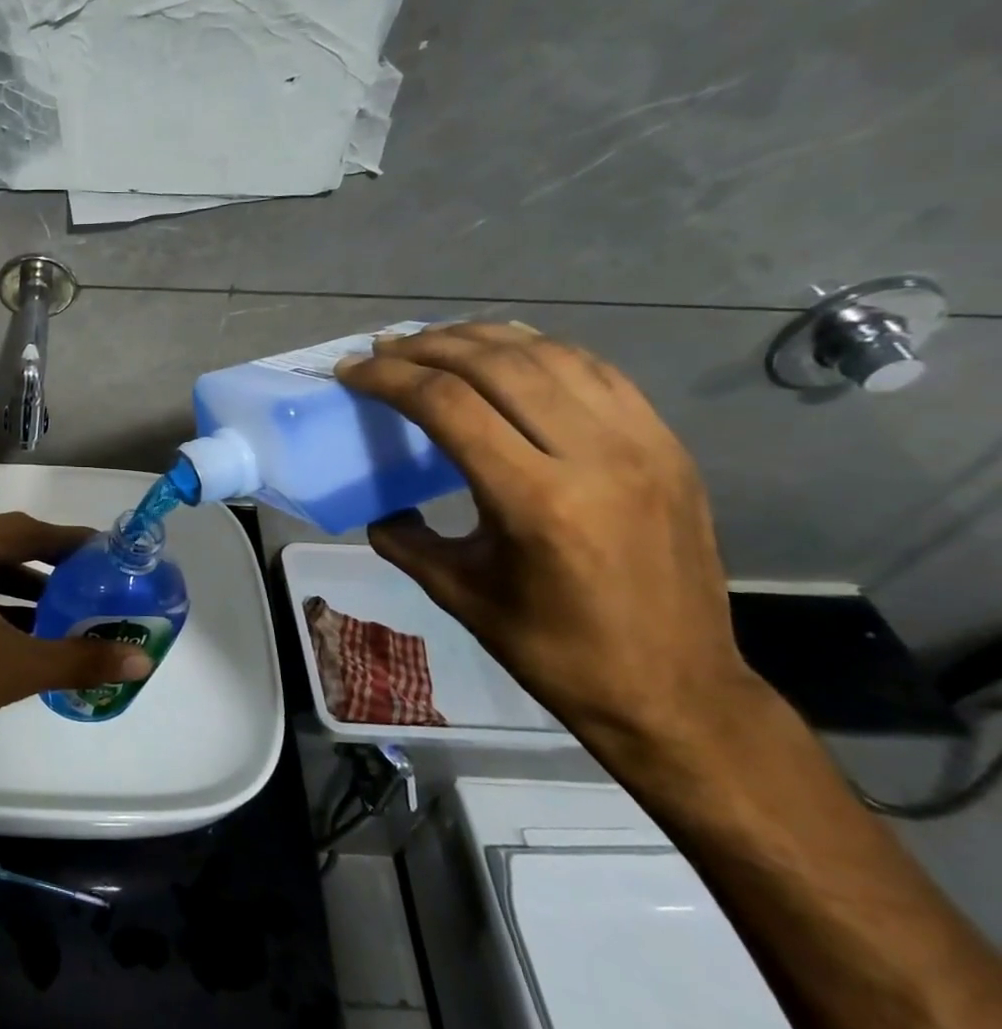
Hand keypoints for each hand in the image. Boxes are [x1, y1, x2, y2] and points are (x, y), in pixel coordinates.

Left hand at [0, 513, 152, 765]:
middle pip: (5, 543)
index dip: (72, 544)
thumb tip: (142, 660)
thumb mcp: (14, 668)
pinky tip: (30, 624)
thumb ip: (81, 659)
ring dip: (23, 586)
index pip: (28, 531)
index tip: (110, 556)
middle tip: (95, 582)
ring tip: (70, 608)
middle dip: (50, 566)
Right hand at [335, 323, 758, 754]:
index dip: (390, 377)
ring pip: (549, 355)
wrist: (676, 690)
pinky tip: (507, 354)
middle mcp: (594, 456)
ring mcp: (642, 444)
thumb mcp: (460, 594)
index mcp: (535, 501)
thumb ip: (405, 539)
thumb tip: (378, 508)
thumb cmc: (556, 652)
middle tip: (383, 348)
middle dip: (427, 346)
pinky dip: (540, 351)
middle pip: (496, 364)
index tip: (352, 370)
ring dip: (481, 338)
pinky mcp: (667, 445)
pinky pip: (595, 371)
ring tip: (435, 341)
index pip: (448, 404)